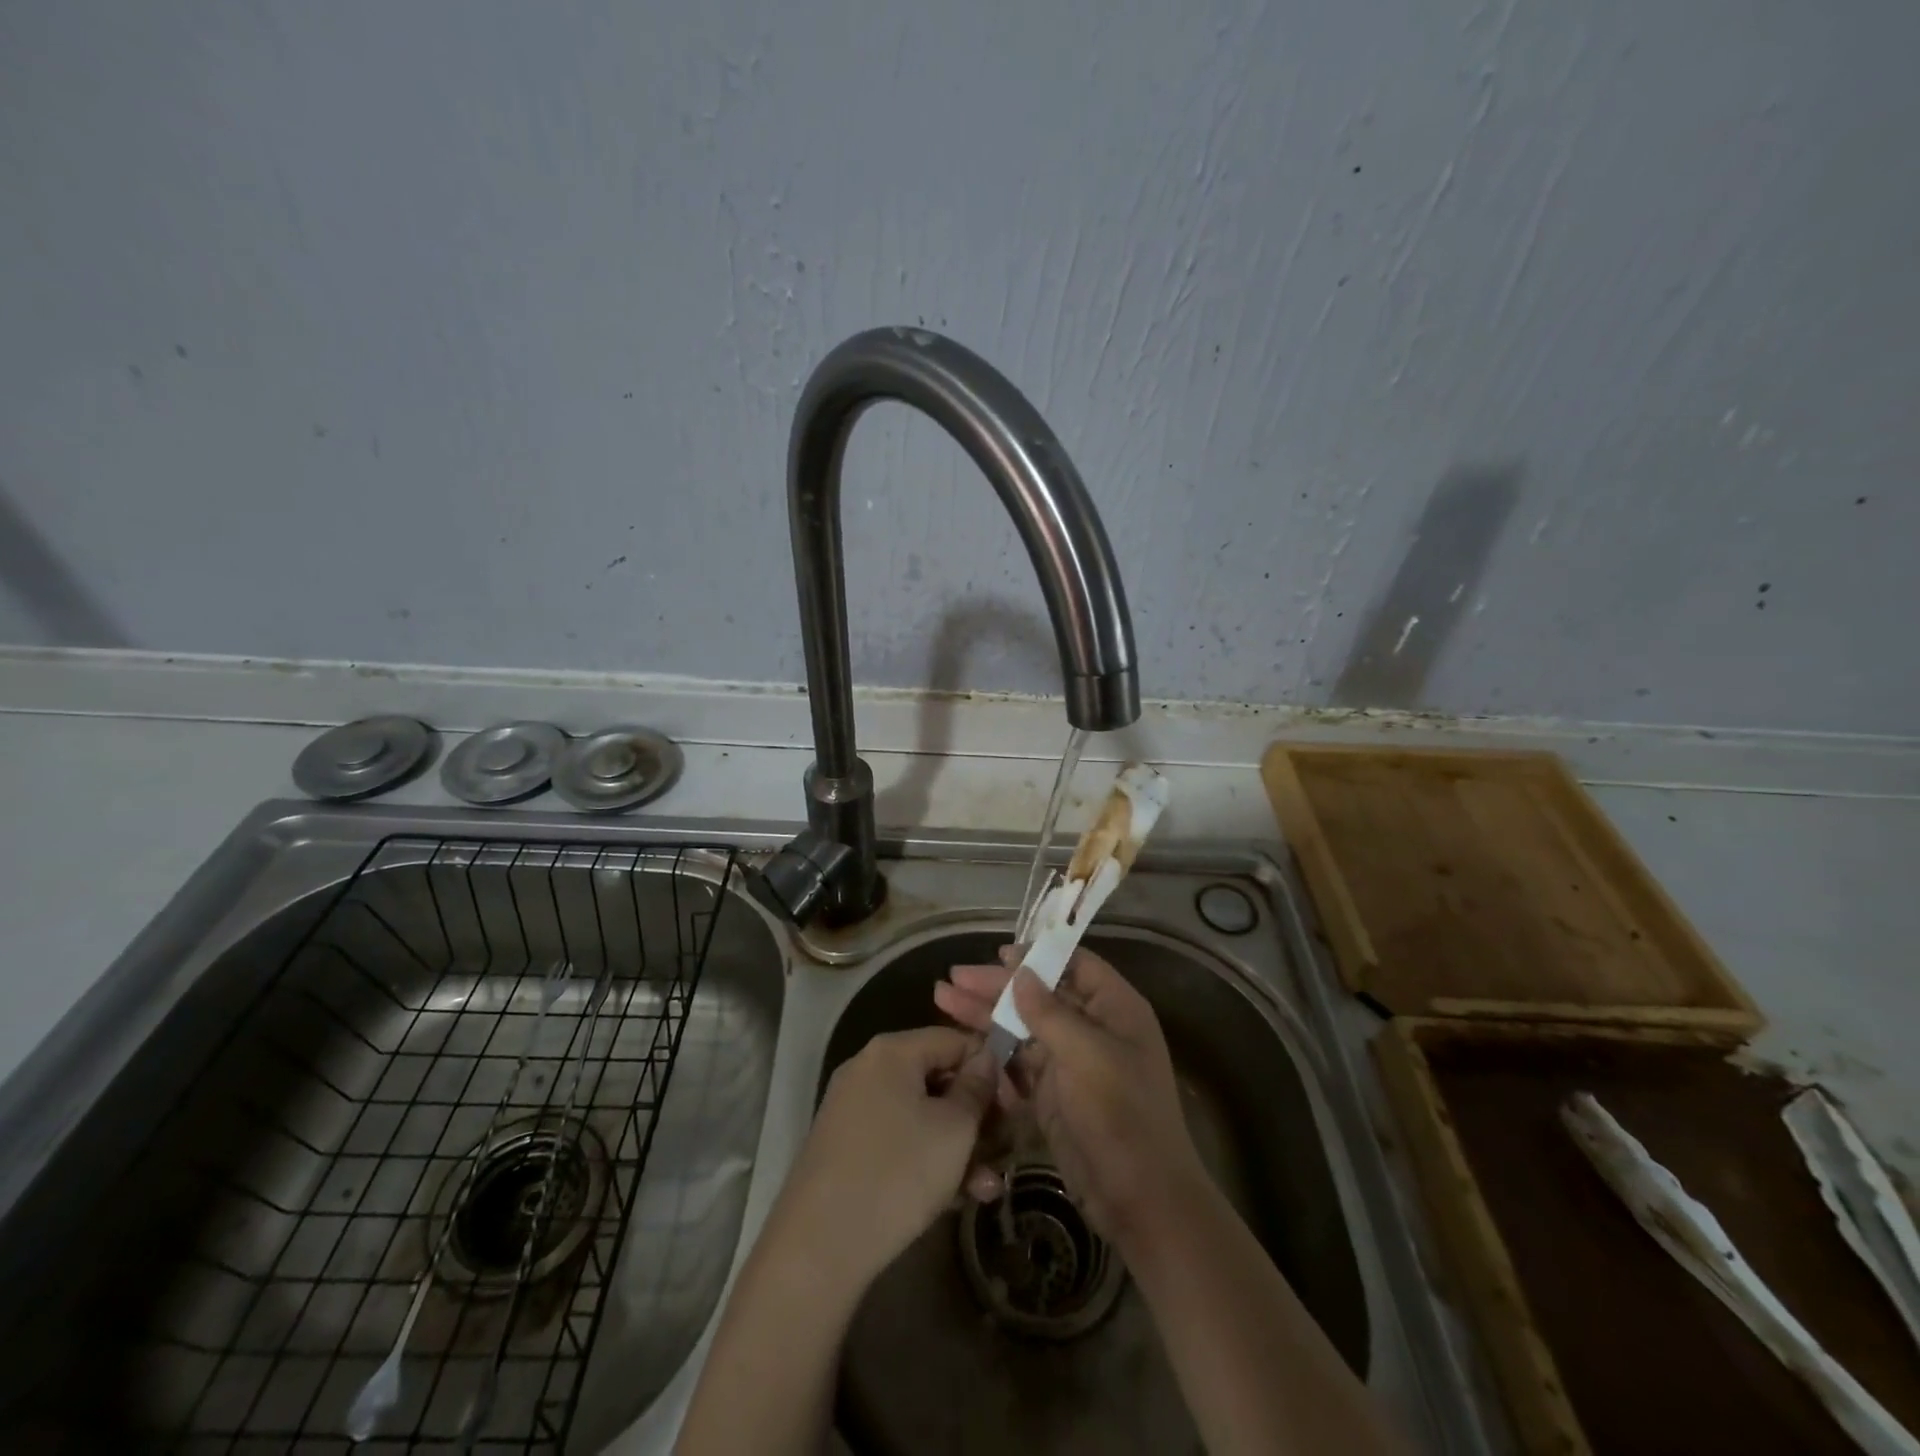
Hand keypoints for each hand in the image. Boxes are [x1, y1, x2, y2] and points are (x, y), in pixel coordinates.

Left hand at [763, 1026, 998, 1293]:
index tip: (1017, 1103)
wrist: (818, 1246)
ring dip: (960, 1145)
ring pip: (922, 1115)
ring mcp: (853, 1109)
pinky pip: (900, 1139)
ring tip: (989, 1185)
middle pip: (938, 1078)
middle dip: (977, 1114)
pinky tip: (959, 1197)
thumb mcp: (955, 1129)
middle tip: (1006, 1146)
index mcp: (892, 1051)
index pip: (955, 1039)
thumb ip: (977, 1087)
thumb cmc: (898, 1172)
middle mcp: (868, 1069)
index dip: (992, 1067)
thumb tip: (987, 1058)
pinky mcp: (846, 1148)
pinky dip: (929, 1159)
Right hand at [934, 947, 1207, 1248]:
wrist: (1139, 1200)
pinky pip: (1018, 1063)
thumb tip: (1020, 973)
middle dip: (996, 986)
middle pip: (1040, 995)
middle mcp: (1093, 1029)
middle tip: (953, 978)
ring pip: (1023, 1028)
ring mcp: (1072, 1063)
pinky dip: (993, 1053)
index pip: (1075, 965)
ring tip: (942, 999)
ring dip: (985, 1015)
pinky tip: (963, 1044)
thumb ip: (1050, 1012)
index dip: (1038, 956)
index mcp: (1115, 1009)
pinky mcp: (1053, 1095)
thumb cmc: (1121, 1115)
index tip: (998, 954)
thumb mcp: (1087, 1055)